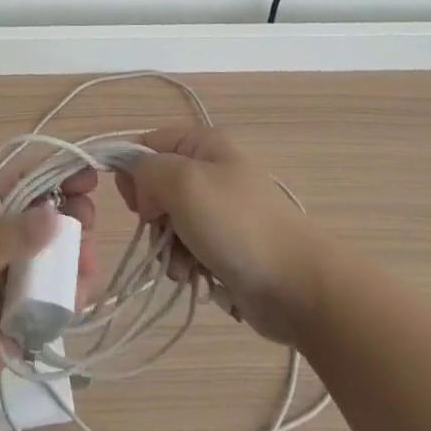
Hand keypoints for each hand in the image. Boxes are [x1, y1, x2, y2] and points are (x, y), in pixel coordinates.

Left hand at [0, 168, 96, 423]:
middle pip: (47, 223)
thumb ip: (2, 240)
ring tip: (86, 265)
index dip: (56, 174)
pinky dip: (70, 300)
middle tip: (87, 225)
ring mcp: (9, 288)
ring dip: (76, 259)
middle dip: (73, 218)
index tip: (89, 176)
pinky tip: (76, 299)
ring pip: (55, 265)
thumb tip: (56, 215)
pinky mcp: (17, 328)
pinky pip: (52, 308)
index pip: (24, 185)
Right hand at [116, 126, 323, 345]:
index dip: (133, 174)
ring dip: (168, 249)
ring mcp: (219, 211)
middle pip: (155, 188)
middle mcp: (210, 171)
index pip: (146, 146)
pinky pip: (188, 250)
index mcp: (202, 144)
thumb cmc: (237, 225)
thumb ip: (145, 170)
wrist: (297, 286)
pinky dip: (186, 266)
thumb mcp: (182, 182)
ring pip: (168, 224)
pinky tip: (198, 279)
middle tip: (164, 235)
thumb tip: (138, 184)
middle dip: (153, 219)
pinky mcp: (225, 246)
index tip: (137, 204)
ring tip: (185, 268)